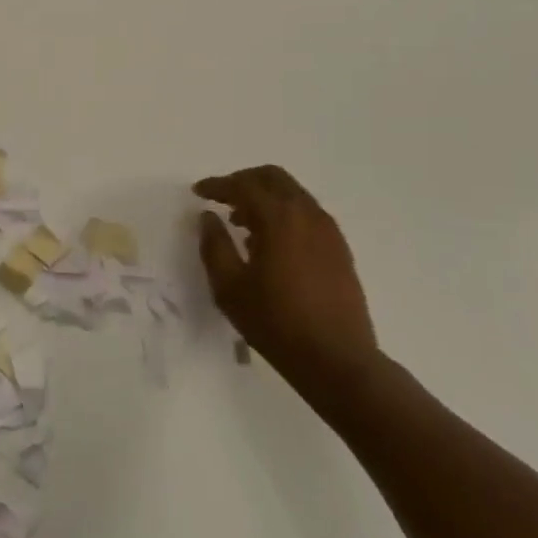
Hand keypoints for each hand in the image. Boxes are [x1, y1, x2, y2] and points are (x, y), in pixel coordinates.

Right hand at [193, 166, 379, 379]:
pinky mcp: (339, 249)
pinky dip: (284, 214)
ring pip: (293, 194)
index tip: (198, 192)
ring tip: (242, 223)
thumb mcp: (230, 287)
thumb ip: (214, 245)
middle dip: (244, 181)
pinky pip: (307, 214)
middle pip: (274, 178)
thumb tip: (208, 217)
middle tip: (222, 197)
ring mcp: (329, 231)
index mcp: (279, 219)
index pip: (244, 186)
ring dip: (265, 198)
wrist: (337, 360)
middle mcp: (308, 214)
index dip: (218, 185)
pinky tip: (270, 243)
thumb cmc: (276, 323)